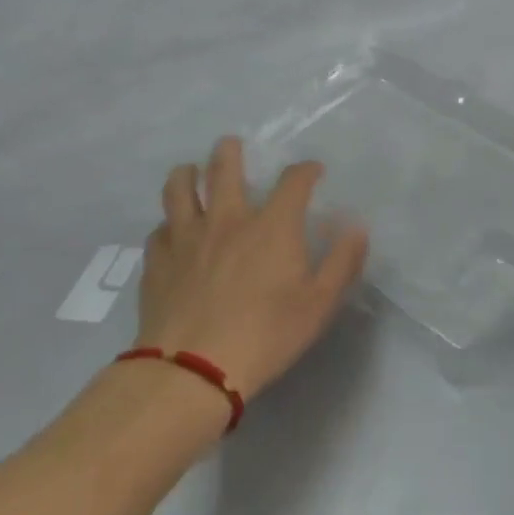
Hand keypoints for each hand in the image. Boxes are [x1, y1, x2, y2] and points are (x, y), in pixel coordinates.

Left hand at [136, 137, 368, 407]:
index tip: (313, 170)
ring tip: (190, 171)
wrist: (193, 369)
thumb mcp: (320, 303)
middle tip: (232, 145)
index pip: (293, 181)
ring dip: (187, 174)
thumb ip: (342, 261)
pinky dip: (168, 223)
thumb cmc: (268, 334)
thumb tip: (356, 226)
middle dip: (230, 152)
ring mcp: (186, 238)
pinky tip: (171, 231)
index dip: (306, 170)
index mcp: (272, 226)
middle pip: (223, 169)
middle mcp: (227, 220)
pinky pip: (159, 230)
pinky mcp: (157, 262)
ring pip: (180, 189)